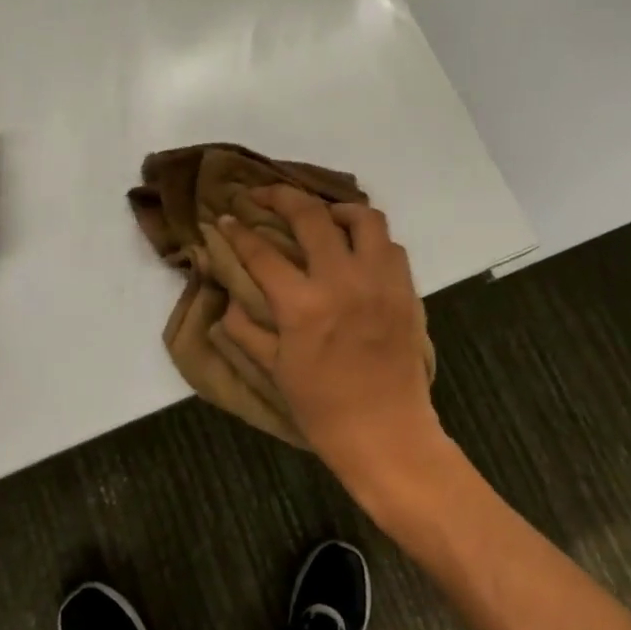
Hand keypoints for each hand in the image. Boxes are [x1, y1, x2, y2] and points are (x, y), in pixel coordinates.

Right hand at [216, 186, 443, 490]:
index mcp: (303, 305)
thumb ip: (244, 329)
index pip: (261, 251)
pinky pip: (390, 245)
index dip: (237, 231)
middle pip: (310, 214)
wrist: (387, 434)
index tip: (225, 218)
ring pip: (362, 217)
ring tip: (319, 216)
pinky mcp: (405, 289)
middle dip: (279, 196)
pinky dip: (369, 238)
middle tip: (261, 195)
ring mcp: (380, 281)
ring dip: (335, 208)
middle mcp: (342, 281)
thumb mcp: (274, 371)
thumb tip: (226, 298)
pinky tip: (354, 250)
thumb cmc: (323, 409)